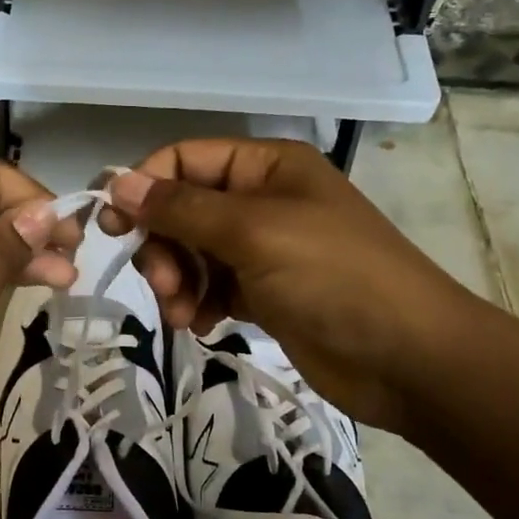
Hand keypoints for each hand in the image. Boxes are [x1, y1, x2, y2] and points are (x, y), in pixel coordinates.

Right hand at [101, 138, 478, 434]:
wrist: (407, 358)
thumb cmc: (333, 277)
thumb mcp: (254, 232)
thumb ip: (182, 208)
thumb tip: (117, 181)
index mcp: (266, 167)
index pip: (184, 159)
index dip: (144, 187)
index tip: (111, 225)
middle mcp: (261, 200)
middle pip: (183, 209)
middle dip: (163, 245)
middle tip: (163, 283)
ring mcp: (263, 249)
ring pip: (192, 252)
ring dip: (177, 281)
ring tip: (183, 314)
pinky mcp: (265, 293)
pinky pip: (211, 287)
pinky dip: (198, 304)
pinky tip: (202, 325)